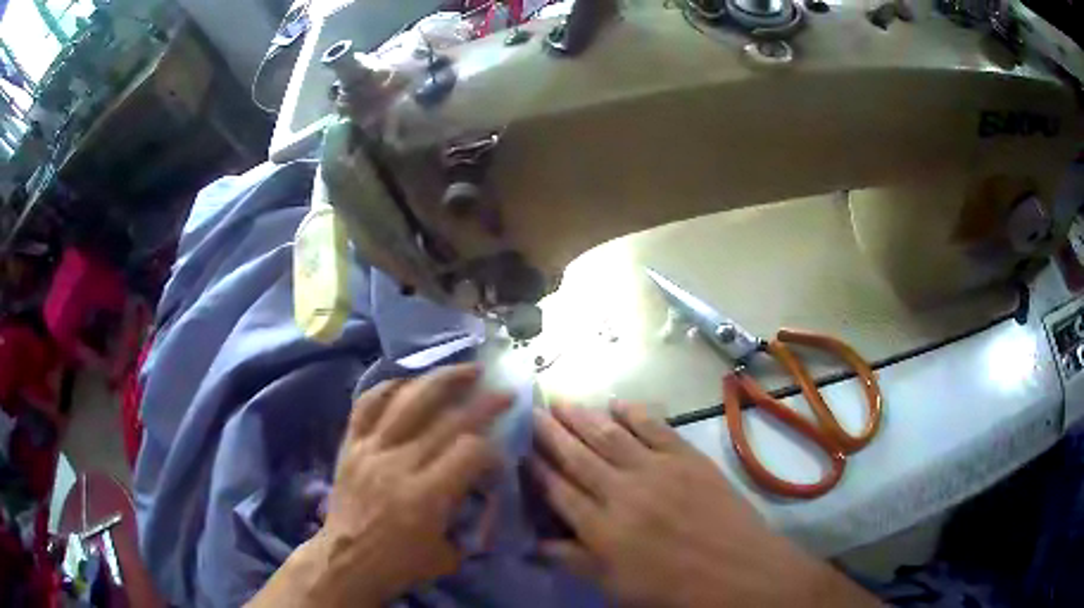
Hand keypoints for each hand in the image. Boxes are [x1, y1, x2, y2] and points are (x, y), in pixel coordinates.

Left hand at [249, 364, 509, 607]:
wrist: (346, 560)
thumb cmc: (399, 564)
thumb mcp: (449, 554)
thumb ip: (472, 522)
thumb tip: (486, 493)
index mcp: (425, 496)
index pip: (469, 451)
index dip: (492, 448)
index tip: (500, 455)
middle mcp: (398, 464)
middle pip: (446, 420)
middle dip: (483, 403)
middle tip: (504, 391)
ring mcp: (370, 449)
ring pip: (408, 400)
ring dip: (442, 380)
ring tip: (466, 368)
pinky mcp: (351, 444)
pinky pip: (368, 404)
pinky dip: (390, 387)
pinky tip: (411, 381)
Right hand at [531, 402, 877, 607]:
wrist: (737, 571)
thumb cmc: (672, 588)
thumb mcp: (614, 586)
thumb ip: (573, 560)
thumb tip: (535, 543)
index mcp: (601, 527)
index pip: (558, 490)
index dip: (537, 469)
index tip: (521, 451)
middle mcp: (622, 491)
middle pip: (578, 456)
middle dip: (552, 433)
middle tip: (534, 412)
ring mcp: (657, 470)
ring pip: (610, 436)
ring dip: (584, 417)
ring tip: (562, 402)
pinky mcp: (687, 458)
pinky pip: (654, 428)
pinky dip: (634, 413)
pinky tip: (617, 403)